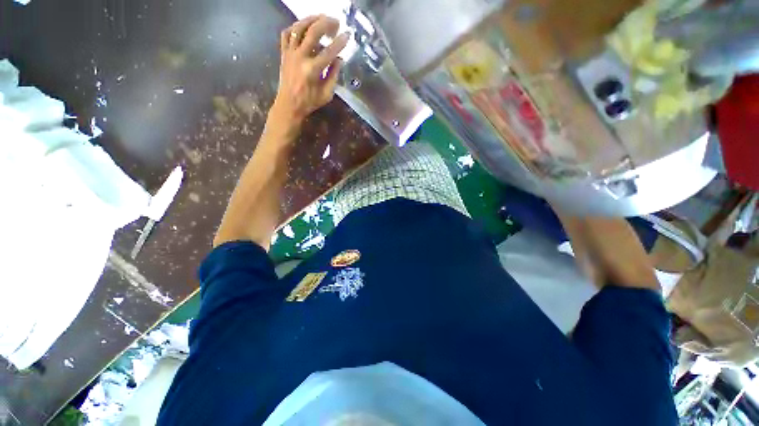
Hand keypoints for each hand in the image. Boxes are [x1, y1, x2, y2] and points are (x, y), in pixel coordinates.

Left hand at [271, 15, 348, 124]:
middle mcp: (300, 57)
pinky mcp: (284, 53)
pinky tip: (303, 27)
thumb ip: (333, 75)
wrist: (289, 105)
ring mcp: (290, 53)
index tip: (348, 35)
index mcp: (312, 70)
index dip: (340, 42)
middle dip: (326, 24)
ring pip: (299, 28)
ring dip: (311, 20)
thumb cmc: (309, 102)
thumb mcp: (326, 94)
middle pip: (313, 32)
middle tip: (336, 22)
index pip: (329, 51)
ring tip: (321, 18)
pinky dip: (295, 27)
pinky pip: (287, 34)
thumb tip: (339, 59)